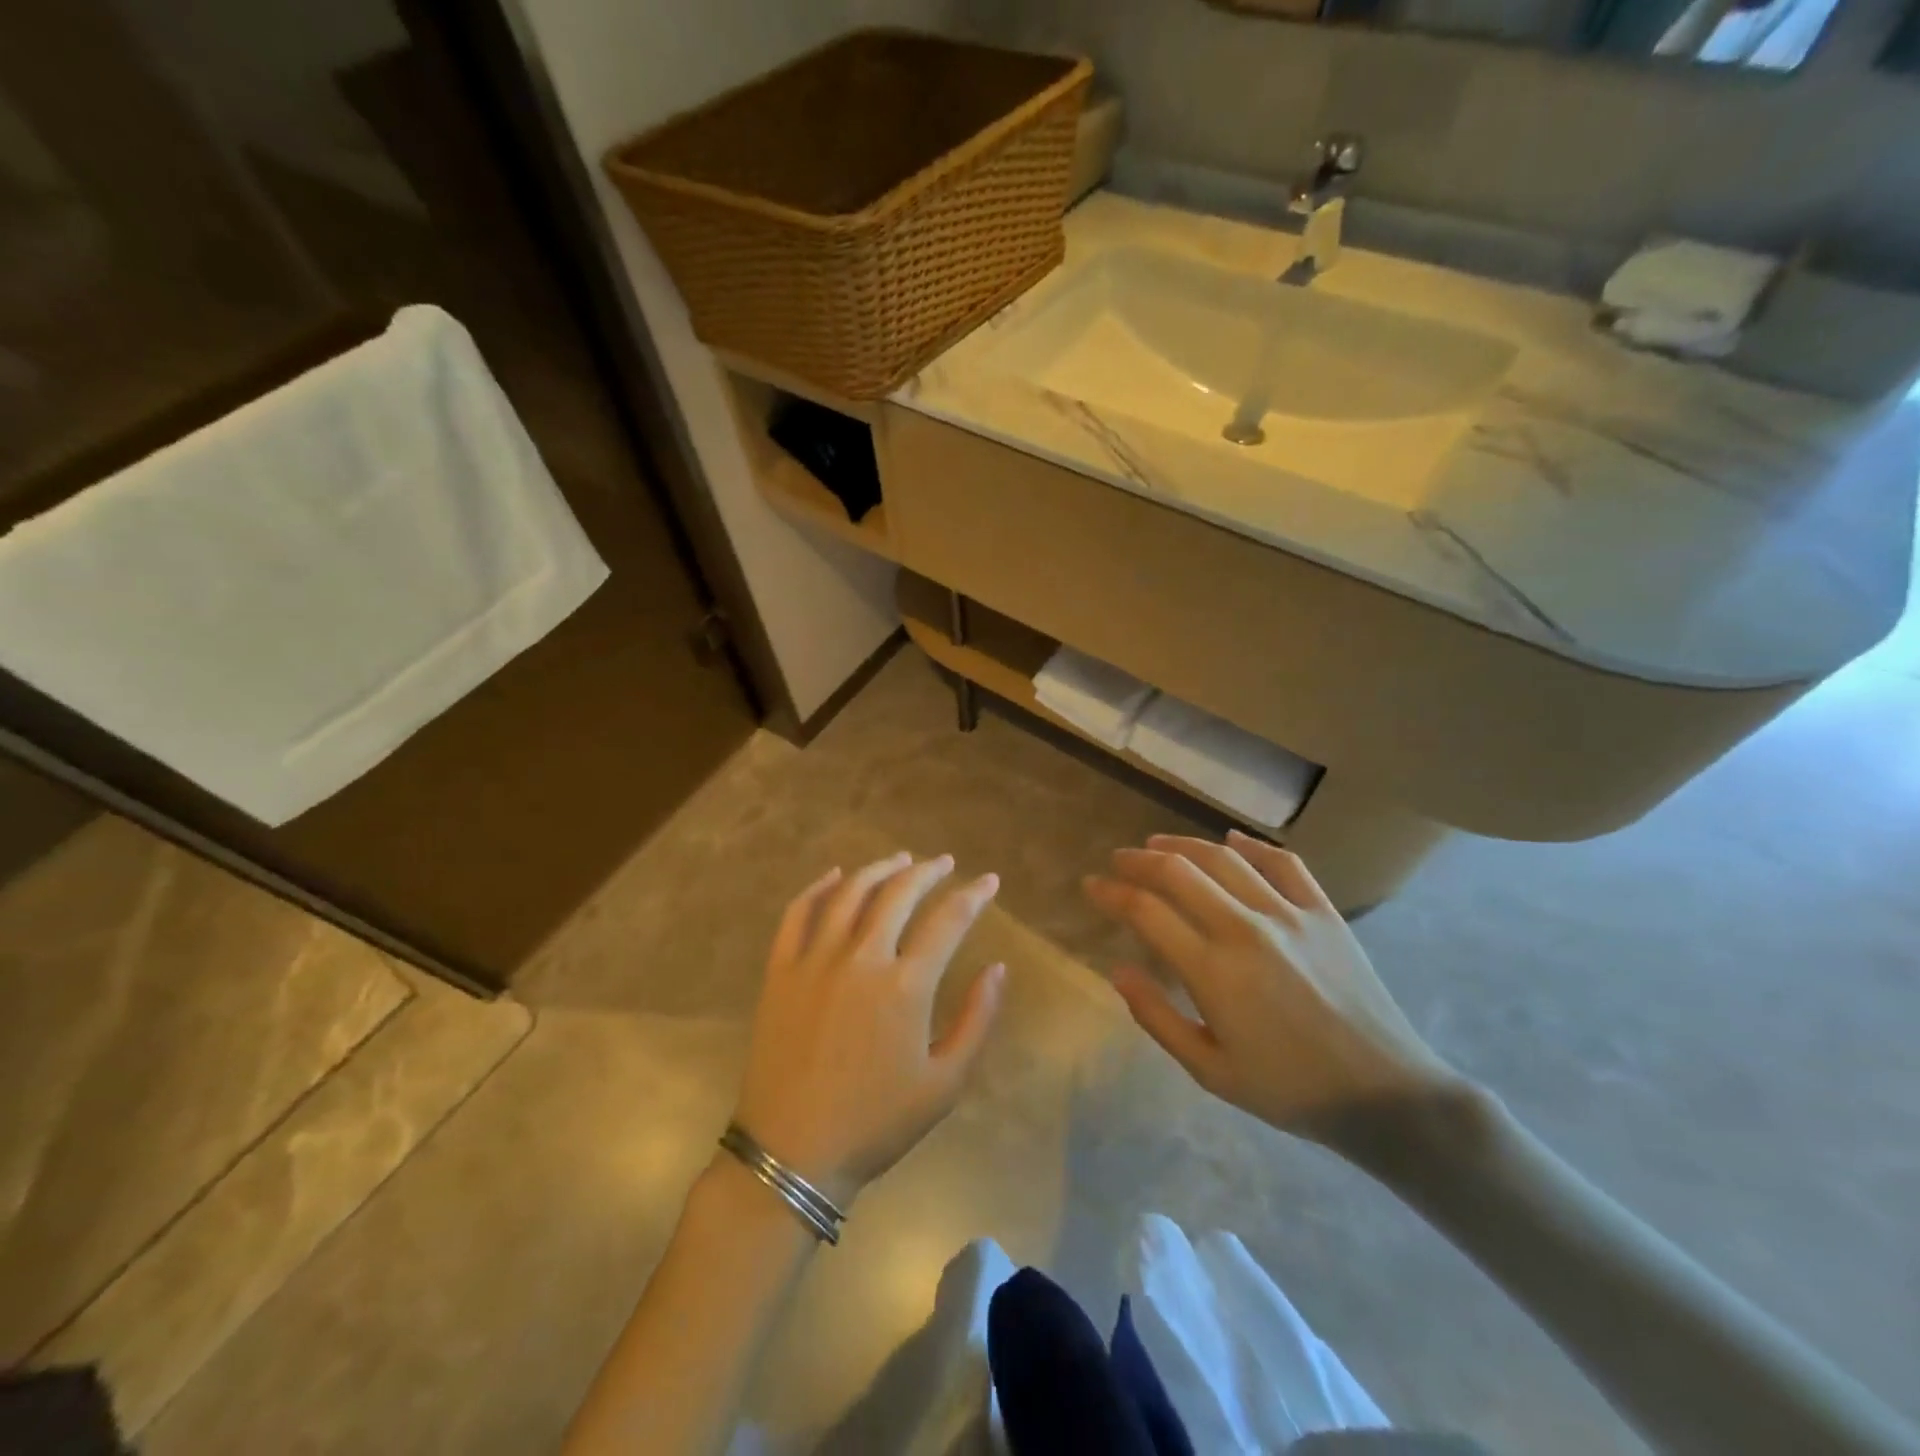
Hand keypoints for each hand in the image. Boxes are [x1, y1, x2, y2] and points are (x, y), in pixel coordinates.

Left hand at [733, 852, 1005, 1206]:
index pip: (949, 920)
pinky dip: (820, 887)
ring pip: (851, 893)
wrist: (793, 1153)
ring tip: (901, 859)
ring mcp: (815, 959)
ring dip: (880, 868)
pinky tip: (836, 876)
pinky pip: (799, 913)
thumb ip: (977, 1019)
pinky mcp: (781, 969)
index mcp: (906, 985)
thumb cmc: (876, 1123)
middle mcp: (861, 958)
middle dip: (928, 871)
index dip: (973, 895)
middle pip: (899, 893)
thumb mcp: (945, 1083)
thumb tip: (997, 968)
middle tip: (946, 862)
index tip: (989, 881)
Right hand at [1084, 830, 1465, 1152]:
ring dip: (1184, 845)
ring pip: (1225, 858)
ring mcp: (1289, 915)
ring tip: (1158, 844)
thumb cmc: (1289, 1090)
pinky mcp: (1324, 913)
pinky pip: (1284, 863)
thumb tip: (1118, 970)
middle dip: (1139, 860)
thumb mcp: (1211, 1071)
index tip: (1091, 885)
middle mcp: (1245, 929)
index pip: (1147, 912)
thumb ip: (1157, 1018)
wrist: (1384, 1094)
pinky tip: (1233, 840)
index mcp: (1214, 971)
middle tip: (1119, 860)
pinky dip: (1253, 846)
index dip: (1112, 893)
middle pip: (1179, 873)